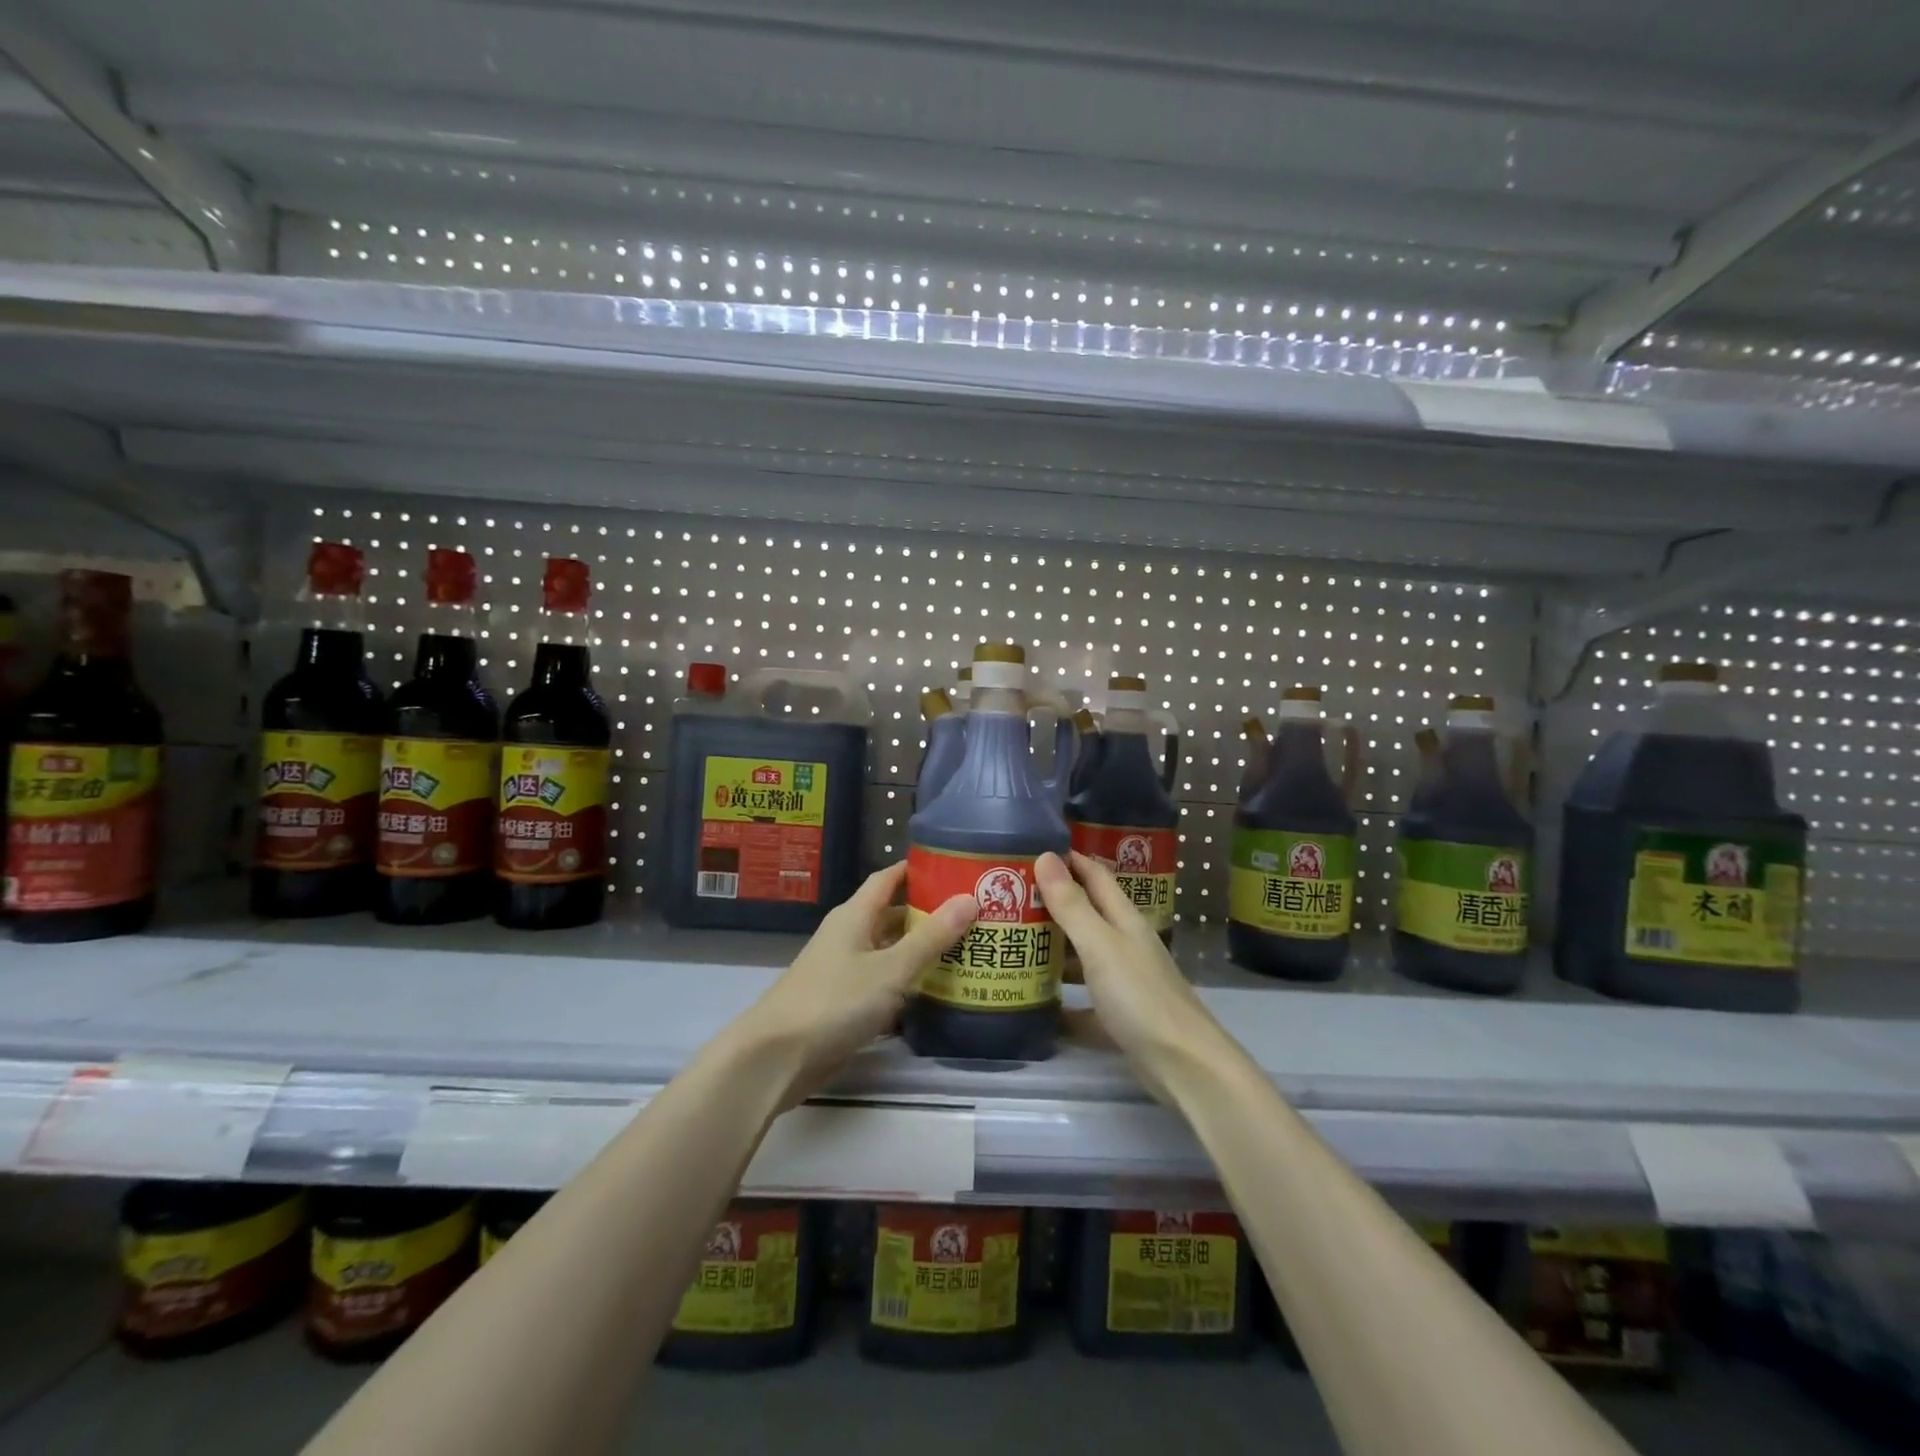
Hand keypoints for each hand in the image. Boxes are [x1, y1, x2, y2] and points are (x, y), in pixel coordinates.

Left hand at [726, 861, 975, 1107]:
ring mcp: (843, 971)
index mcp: (855, 916)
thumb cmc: (835, 1001)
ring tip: (965, 952)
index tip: (953, 867)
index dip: (916, 870)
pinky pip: (882, 985)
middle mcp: (848, 936)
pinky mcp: (843, 1004)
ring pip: (889, 952)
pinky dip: (906, 986)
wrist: (776, 1057)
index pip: (888, 879)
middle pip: (892, 916)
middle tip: (973, 915)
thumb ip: (931, 937)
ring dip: (920, 952)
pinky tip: (936, 996)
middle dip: (928, 914)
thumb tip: (970, 898)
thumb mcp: (891, 968)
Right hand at [1036, 851, 1229, 1100]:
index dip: (1068, 859)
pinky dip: (1060, 997)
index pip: (1094, 875)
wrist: (1183, 1065)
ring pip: (1082, 955)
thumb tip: (1046, 856)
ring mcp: (1123, 980)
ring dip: (1052, 947)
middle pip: (1086, 913)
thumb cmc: (1140, 996)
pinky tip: (1033, 999)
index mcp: (1123, 919)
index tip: (1030, 849)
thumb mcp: (1100, 945)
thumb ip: (1072, 905)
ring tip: (1011, 941)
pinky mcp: (1118, 1016)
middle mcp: (1124, 943)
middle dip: (1051, 902)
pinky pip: (1082, 999)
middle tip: (1007, 896)